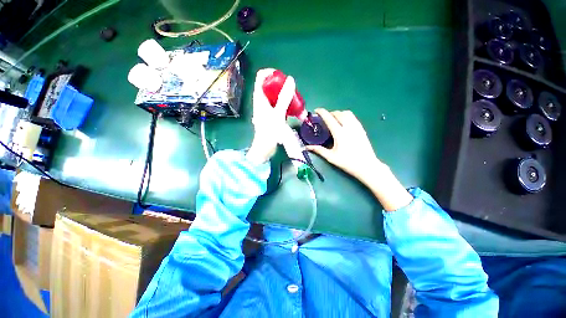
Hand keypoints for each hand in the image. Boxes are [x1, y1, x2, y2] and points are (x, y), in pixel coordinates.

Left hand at [246, 69, 295, 164]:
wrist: (265, 147)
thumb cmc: (269, 130)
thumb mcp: (278, 113)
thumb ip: (284, 97)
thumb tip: (290, 79)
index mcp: (259, 97)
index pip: (261, 76)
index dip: (271, 72)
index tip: (283, 76)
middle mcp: (261, 100)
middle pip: (270, 85)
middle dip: (281, 85)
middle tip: (292, 90)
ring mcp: (265, 108)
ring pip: (275, 96)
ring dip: (285, 96)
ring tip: (295, 101)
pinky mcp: (270, 115)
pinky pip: (277, 105)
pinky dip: (285, 105)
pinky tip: (293, 110)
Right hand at [306, 109, 383, 184]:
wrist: (367, 166)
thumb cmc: (348, 162)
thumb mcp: (331, 157)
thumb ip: (318, 150)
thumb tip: (307, 147)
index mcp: (339, 133)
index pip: (329, 118)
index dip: (322, 112)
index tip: (316, 111)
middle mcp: (348, 127)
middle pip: (338, 113)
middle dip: (330, 113)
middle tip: (324, 118)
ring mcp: (357, 127)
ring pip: (347, 113)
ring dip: (338, 113)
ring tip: (334, 119)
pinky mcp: (362, 129)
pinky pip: (353, 117)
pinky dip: (346, 116)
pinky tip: (343, 123)